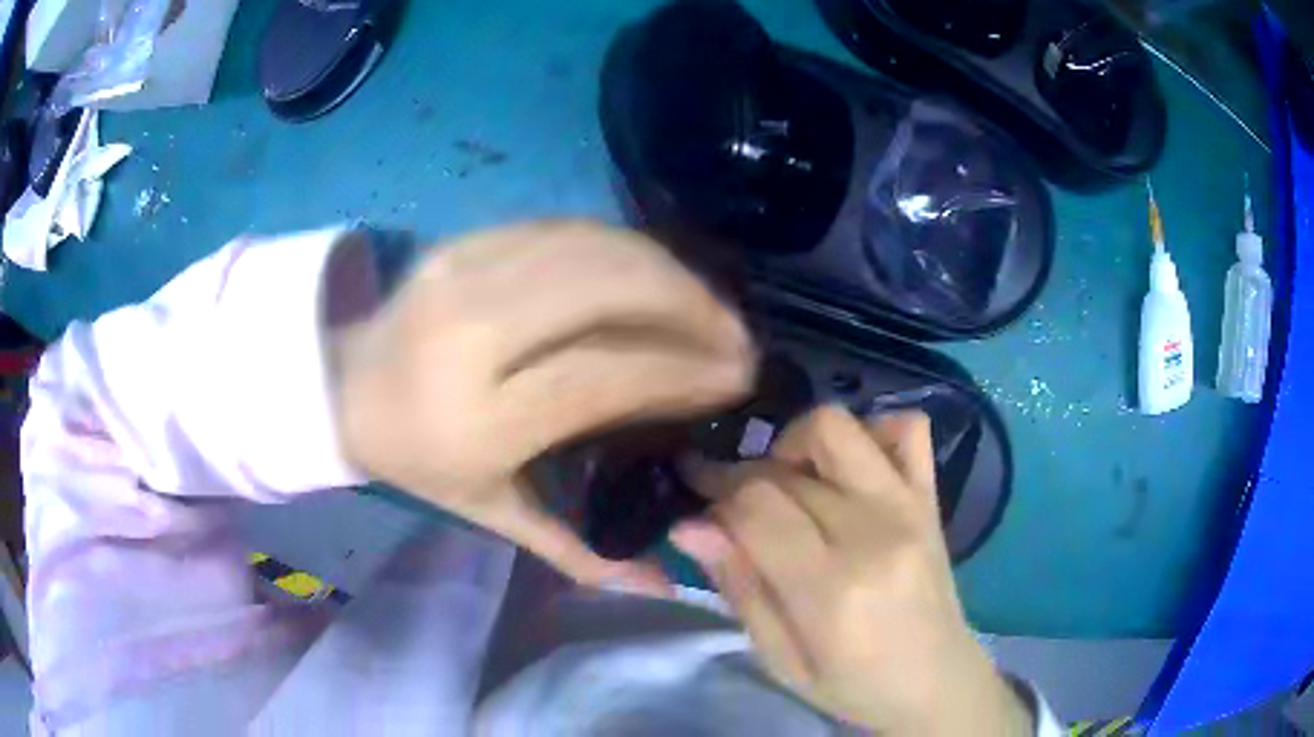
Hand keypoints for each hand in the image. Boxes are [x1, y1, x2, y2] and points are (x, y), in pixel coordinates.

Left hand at [334, 221, 754, 589]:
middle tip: (735, 333)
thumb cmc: (418, 459)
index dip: (683, 371)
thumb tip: (663, 586)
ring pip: (594, 248)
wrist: (340, 386)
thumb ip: (576, 550)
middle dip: (692, 306)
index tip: (735, 376)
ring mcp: (464, 273)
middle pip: (608, 291)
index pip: (606, 377)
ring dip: (667, 270)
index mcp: (478, 418)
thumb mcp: (487, 513)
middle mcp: (471, 336)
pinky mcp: (465, 240)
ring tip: (707, 303)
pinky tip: (652, 274)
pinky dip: (622, 248)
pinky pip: (564, 230)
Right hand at [672, 407, 1031, 734]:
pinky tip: (851, 470)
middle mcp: (874, 533)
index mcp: (833, 589)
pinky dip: (871, 432)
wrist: (937, 682)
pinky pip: (906, 428)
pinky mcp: (932, 498)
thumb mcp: (781, 659)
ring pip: (838, 427)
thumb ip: (739, 588)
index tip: (701, 507)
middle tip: (734, 505)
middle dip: (743, 476)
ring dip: (797, 444)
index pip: (755, 505)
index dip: (716, 496)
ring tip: (791, 483)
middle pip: (786, 467)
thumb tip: (689, 526)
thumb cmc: (853, 686)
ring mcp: (910, 507)